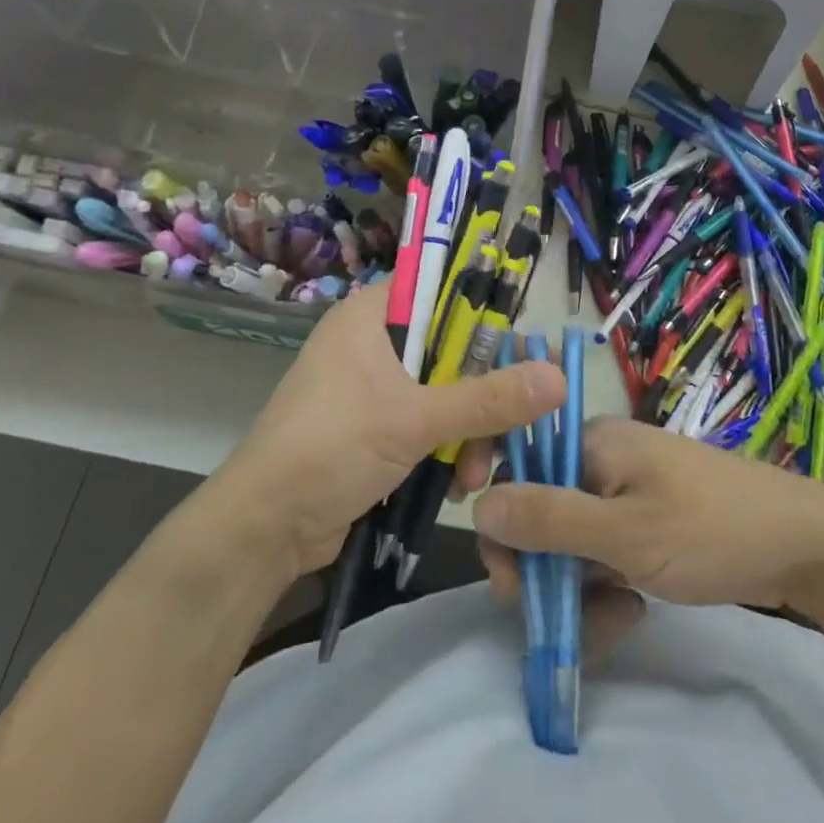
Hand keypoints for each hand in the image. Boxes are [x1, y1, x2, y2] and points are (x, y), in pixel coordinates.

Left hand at [210, 282, 564, 579]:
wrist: (262, 532)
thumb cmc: (329, 450)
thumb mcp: (413, 421)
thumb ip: (488, 399)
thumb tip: (560, 378)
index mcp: (370, 318)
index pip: (440, 290)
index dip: (484, 313)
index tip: (521, 351)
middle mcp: (372, 345)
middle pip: (451, 349)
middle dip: (483, 394)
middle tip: (511, 426)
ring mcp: (373, 390)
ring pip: (445, 393)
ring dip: (470, 433)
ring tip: (477, 475)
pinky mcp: (375, 431)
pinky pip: (429, 426)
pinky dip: (448, 451)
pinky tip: (458, 486)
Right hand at [472, 416, 823, 612]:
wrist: (807, 547)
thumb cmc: (712, 529)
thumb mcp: (625, 533)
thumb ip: (549, 520)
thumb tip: (477, 506)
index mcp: (593, 443)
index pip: (518, 465)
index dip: (500, 513)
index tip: (505, 570)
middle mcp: (604, 460)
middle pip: (541, 509)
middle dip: (539, 566)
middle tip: (547, 613)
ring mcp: (628, 493)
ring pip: (572, 540)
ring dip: (575, 587)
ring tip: (612, 621)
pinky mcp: (648, 524)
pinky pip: (604, 553)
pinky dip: (605, 584)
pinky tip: (630, 612)